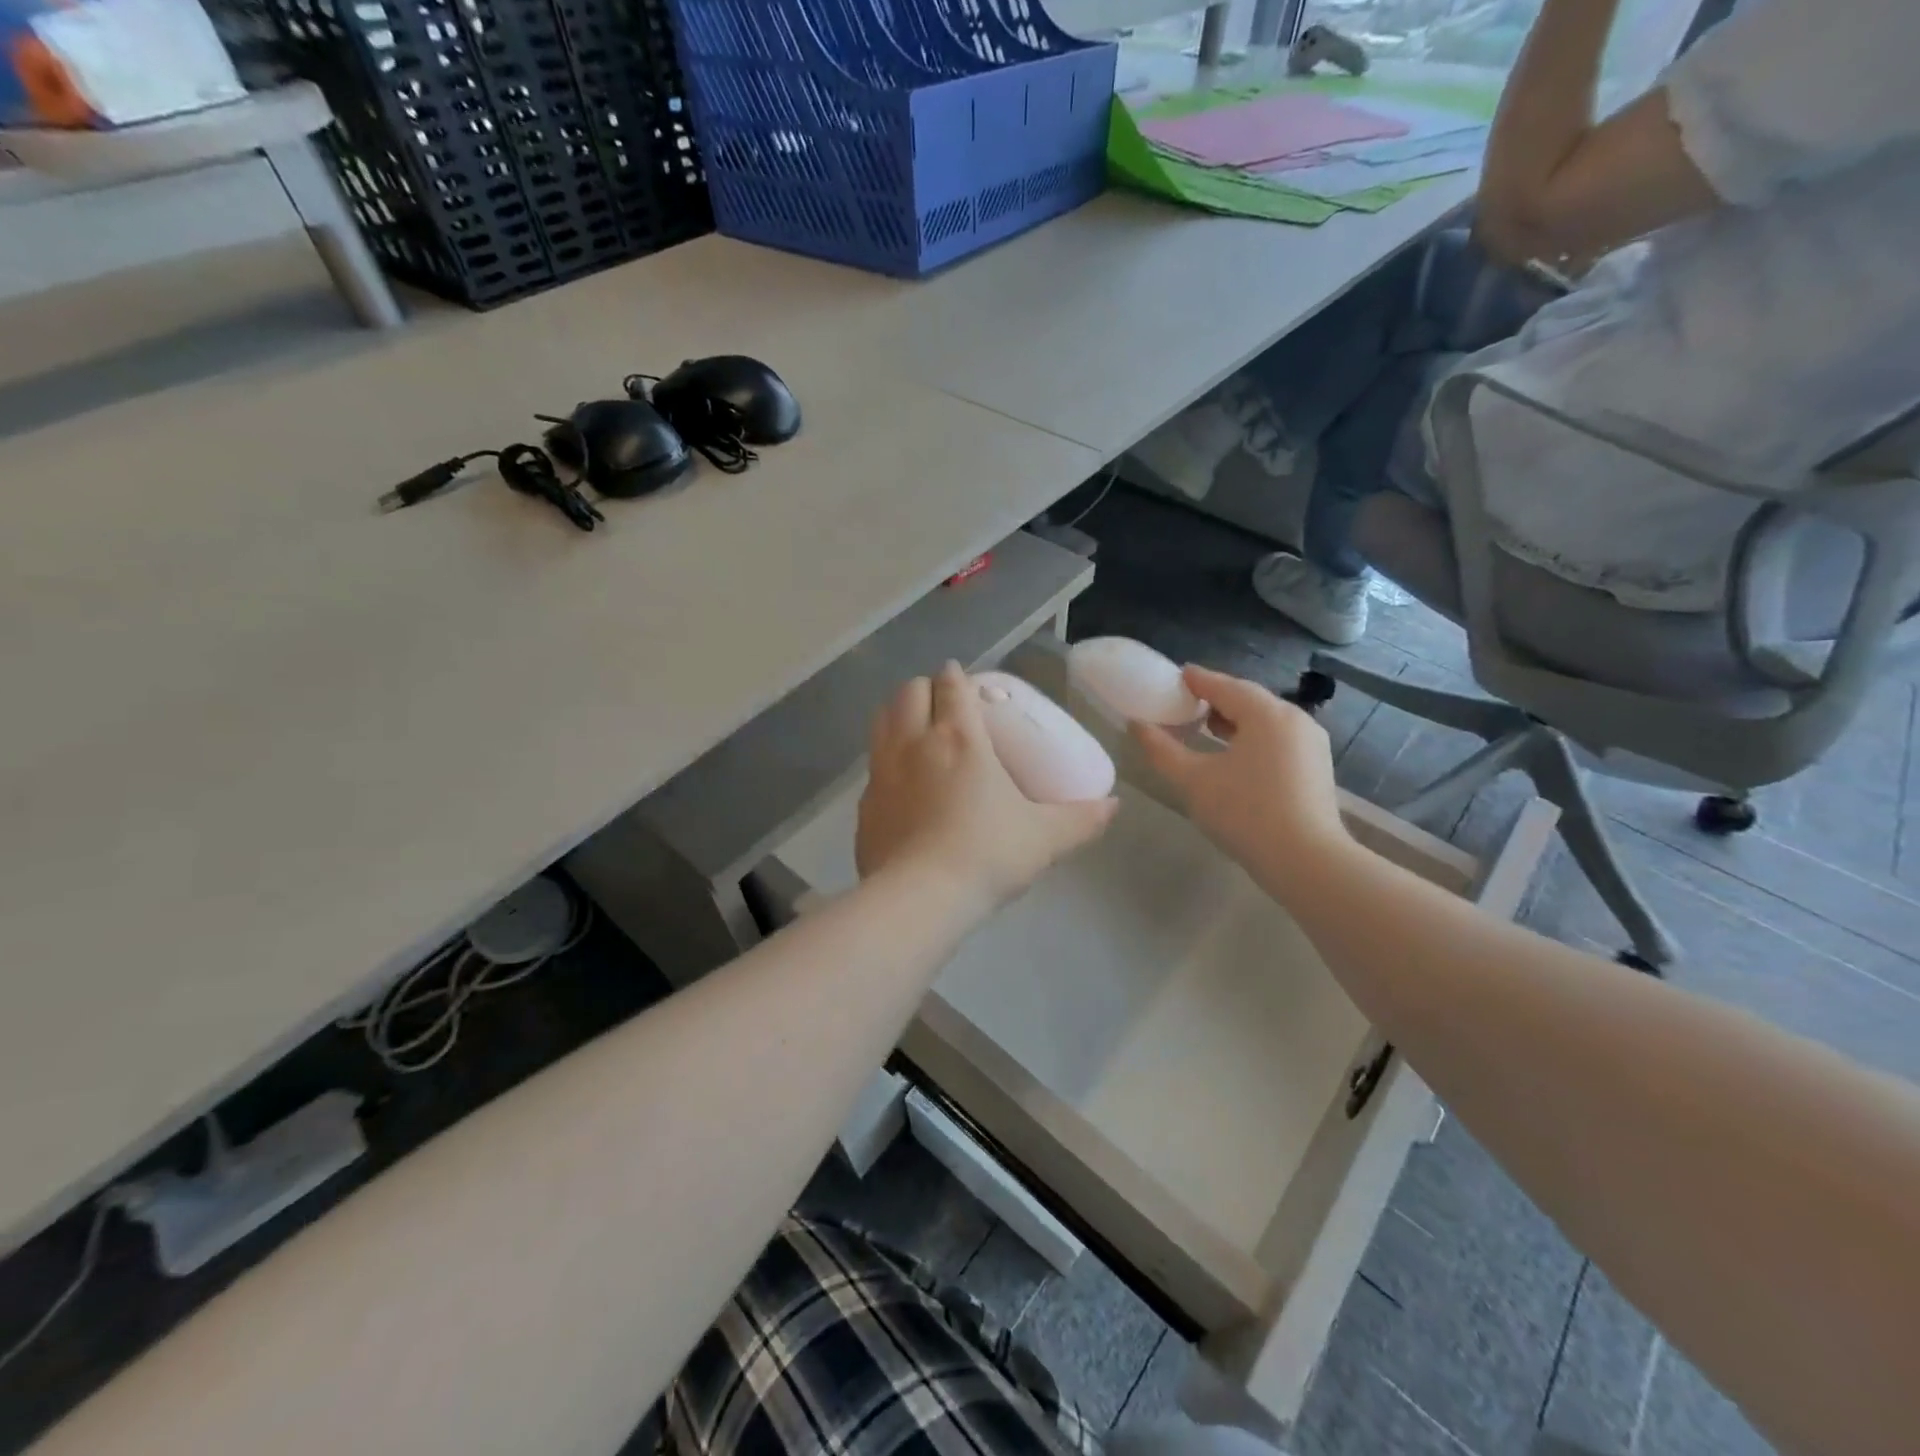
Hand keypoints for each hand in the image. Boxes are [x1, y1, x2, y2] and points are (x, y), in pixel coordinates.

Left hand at [857, 664, 1116, 913]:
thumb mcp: (1044, 838)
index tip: (961, 678)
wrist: (920, 899)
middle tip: (941, 704)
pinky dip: (884, 759)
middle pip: (908, 693)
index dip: (955, 675)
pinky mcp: (864, 804)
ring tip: (914, 728)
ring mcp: (882, 772)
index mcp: (959, 738)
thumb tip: (1114, 806)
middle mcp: (914, 743)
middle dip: (924, 689)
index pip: (950, 686)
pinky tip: (899, 783)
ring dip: (897, 714)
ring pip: (881, 721)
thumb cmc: (987, 856)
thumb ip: (1082, 819)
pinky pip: (872, 766)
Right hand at [1130, 665, 1348, 889]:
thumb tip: (1136, 724)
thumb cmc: (1245, 813)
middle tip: (1183, 704)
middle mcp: (1294, 719)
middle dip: (1214, 700)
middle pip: (1247, 699)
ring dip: (1234, 720)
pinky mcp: (1316, 767)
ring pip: (1264, 720)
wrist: (1306, 862)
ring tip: (1204, 729)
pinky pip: (1277, 739)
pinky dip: (1252, 738)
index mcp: (1266, 713)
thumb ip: (1162, 749)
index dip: (1195, 680)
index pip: (1223, 685)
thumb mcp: (1193, 781)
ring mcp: (1310, 743)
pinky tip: (1233, 756)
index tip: (1173, 677)